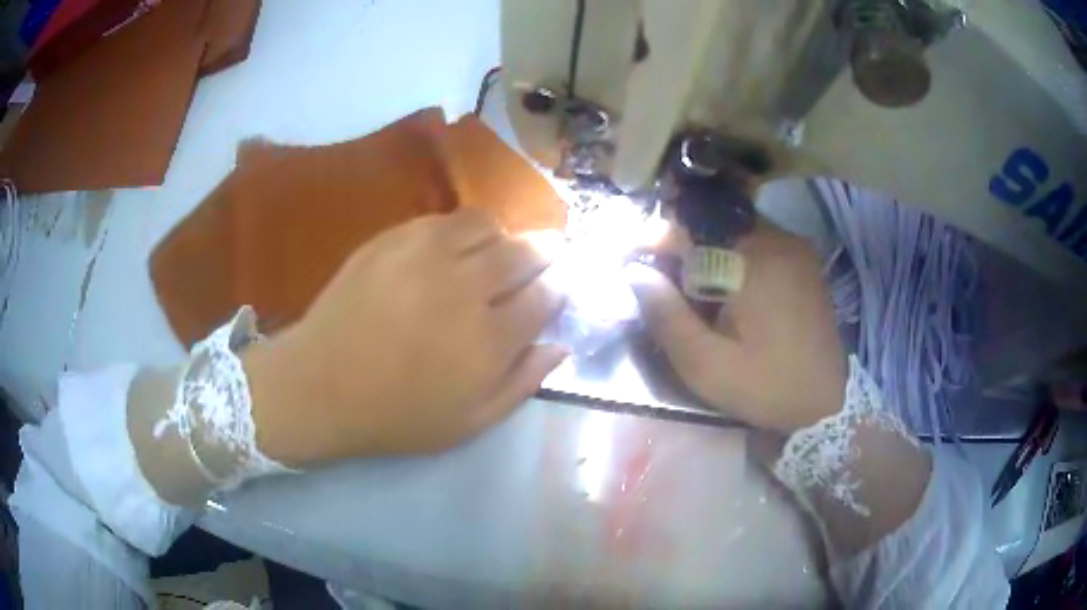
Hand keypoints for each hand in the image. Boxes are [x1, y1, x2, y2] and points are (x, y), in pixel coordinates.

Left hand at [244, 208, 566, 466]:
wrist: (320, 386)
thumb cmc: (396, 415)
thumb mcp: (470, 422)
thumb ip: (522, 384)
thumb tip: (560, 345)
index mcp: (489, 341)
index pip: (546, 296)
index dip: (557, 289)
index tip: (555, 290)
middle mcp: (464, 289)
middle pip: (524, 252)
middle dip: (544, 252)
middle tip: (544, 255)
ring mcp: (425, 257)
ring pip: (487, 225)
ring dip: (502, 236)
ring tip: (496, 250)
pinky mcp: (393, 239)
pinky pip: (444, 219)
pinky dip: (462, 230)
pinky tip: (454, 248)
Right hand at [627, 219, 845, 432]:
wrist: (827, 401)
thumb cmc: (766, 387)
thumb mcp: (706, 366)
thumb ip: (667, 316)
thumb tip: (634, 272)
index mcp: (753, 259)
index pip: (689, 227)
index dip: (651, 239)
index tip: (626, 261)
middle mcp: (776, 238)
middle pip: (711, 223)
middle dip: (676, 246)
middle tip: (655, 280)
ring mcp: (793, 246)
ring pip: (732, 231)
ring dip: (702, 251)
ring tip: (685, 289)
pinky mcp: (801, 260)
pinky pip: (754, 242)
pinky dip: (729, 257)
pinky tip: (722, 290)